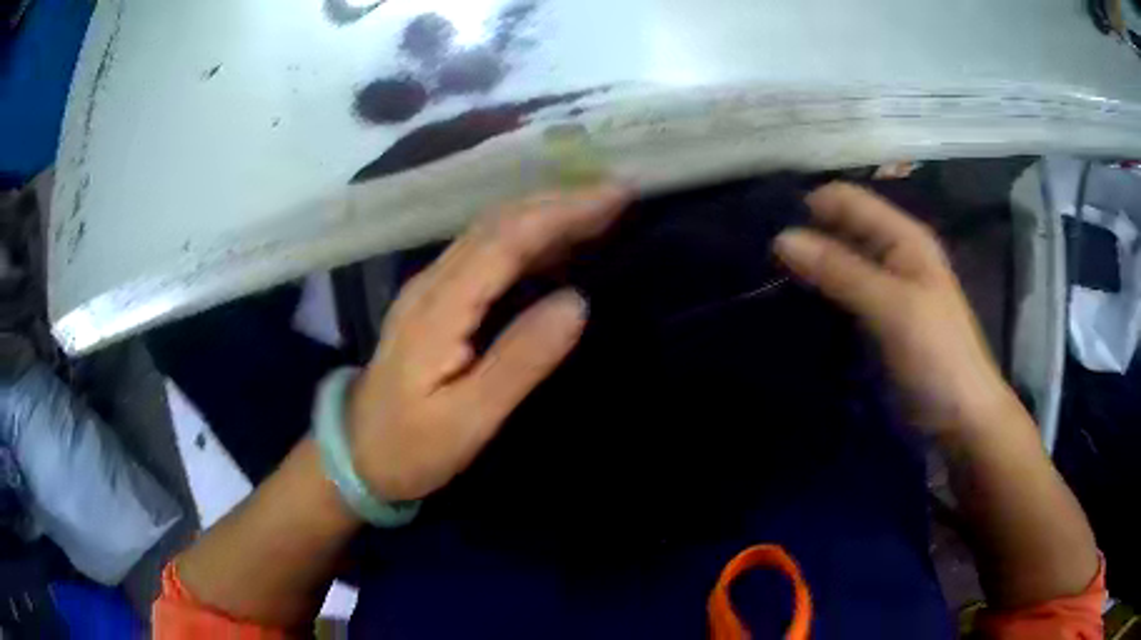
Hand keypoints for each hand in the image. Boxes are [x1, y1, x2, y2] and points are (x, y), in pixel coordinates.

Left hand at [347, 185, 628, 500]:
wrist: (357, 455)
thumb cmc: (412, 447)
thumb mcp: (469, 420)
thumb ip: (520, 360)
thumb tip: (577, 302)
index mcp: (439, 307)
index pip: (506, 240)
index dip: (562, 212)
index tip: (615, 198)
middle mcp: (432, 283)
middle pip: (498, 222)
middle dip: (560, 201)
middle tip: (618, 196)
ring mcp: (429, 288)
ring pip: (490, 231)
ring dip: (544, 213)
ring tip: (598, 211)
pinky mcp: (434, 300)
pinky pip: (484, 251)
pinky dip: (526, 237)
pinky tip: (554, 244)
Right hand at [773, 182, 1013, 435]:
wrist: (960, 419)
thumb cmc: (937, 356)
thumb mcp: (892, 307)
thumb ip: (840, 270)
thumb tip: (781, 238)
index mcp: (903, 237)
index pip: (846, 200)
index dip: (808, 207)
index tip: (765, 229)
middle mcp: (892, 254)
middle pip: (839, 229)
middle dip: (804, 238)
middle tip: (758, 262)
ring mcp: (883, 290)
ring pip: (836, 264)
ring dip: (807, 270)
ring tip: (763, 283)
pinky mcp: (875, 321)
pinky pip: (839, 297)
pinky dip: (817, 297)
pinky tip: (789, 308)